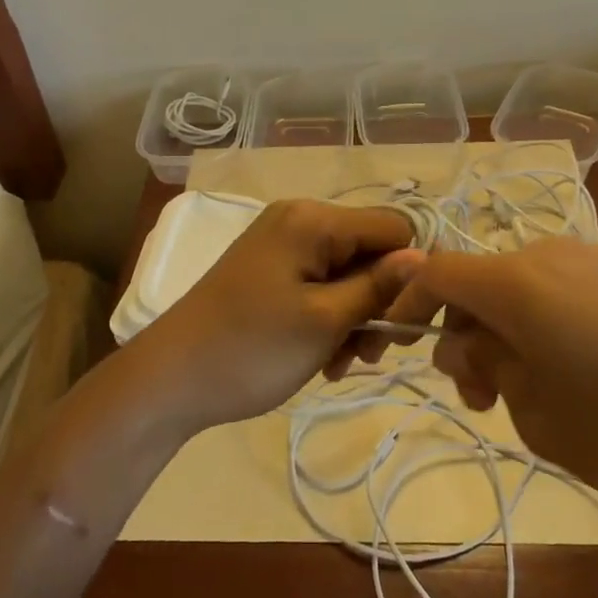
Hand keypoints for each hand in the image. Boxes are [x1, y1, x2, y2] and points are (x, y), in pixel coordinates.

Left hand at [138, 200, 422, 433]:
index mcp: (313, 219)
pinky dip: (329, 318)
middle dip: (377, 302)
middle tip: (367, 354)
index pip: (393, 229)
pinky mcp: (270, 269)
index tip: (401, 325)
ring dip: (354, 318)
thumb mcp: (326, 321)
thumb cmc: (252, 348)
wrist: (171, 378)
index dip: (408, 274)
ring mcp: (281, 244)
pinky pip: (319, 284)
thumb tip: (426, 257)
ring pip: (347, 273)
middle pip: (369, 250)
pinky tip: (321, 357)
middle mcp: (299, 218)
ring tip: (339, 362)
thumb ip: (379, 286)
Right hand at [385, 239, 597, 516]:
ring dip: (509, 331)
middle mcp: (551, 254)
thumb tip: (468, 341)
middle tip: (483, 398)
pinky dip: (550, 323)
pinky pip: (568, 290)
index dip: (408, 300)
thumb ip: (489, 368)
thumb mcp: (542, 417)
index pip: (437, 272)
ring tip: (537, 393)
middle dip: (465, 334)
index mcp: (517, 282)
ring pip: (525, 287)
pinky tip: (588, 374)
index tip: (400, 343)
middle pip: (482, 282)